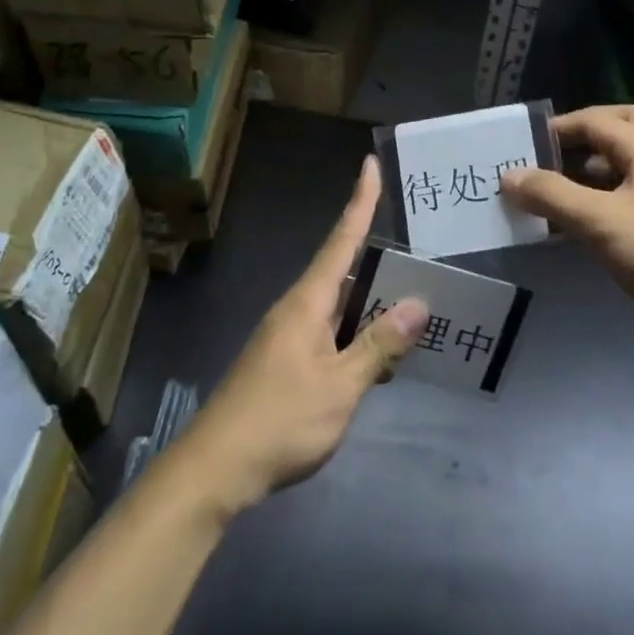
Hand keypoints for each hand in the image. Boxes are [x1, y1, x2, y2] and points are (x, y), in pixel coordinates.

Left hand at [170, 157, 428, 519]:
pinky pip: (328, 333)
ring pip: (337, 307)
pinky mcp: (283, 362)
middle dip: (378, 261)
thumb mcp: (340, 385)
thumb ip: (379, 345)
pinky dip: (355, 335)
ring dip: (369, 305)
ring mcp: (286, 337)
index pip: (341, 240)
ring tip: (409, 305)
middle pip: (343, 271)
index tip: (370, 166)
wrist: (215, 469)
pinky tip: (377, 357)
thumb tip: (417, 303)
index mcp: (307, 303)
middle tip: (418, 253)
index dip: (359, 203)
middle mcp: (295, 309)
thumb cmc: (280, 420)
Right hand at [501, 106, 633, 347]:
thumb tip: (508, 176)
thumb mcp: (600, 222)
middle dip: (584, 135)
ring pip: (628, 163)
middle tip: (551, 153)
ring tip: (557, 189)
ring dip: (593, 168)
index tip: (524, 145)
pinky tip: (585, 222)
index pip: (597, 120)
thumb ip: (552, 195)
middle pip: (622, 128)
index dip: (559, 128)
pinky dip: (606, 196)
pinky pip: (633, 193)